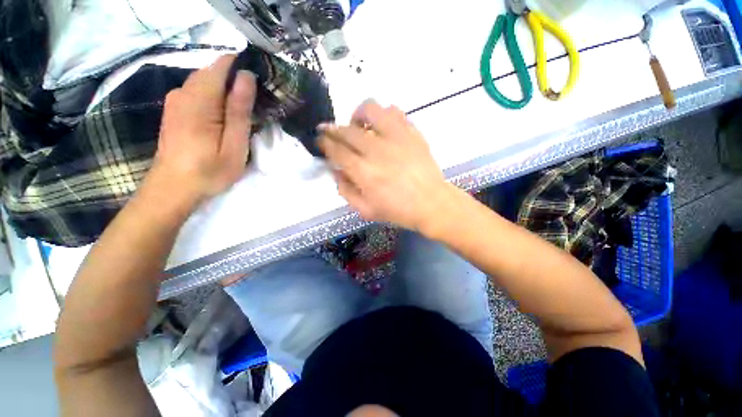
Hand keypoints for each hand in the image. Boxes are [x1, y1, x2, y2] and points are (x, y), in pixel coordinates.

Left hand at [146, 55, 256, 209]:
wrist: (173, 188)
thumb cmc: (209, 170)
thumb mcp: (233, 144)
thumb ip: (239, 109)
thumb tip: (247, 76)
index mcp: (200, 99)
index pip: (223, 64)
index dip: (244, 67)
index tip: (263, 83)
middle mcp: (183, 91)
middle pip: (214, 72)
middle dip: (238, 81)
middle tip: (258, 104)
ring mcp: (176, 99)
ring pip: (207, 82)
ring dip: (228, 92)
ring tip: (246, 113)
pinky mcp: (175, 108)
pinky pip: (199, 92)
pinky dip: (216, 98)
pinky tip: (226, 117)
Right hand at [319, 100, 454, 234]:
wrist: (431, 203)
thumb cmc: (398, 210)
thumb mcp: (365, 210)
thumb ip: (345, 190)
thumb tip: (336, 171)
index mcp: (364, 172)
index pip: (336, 150)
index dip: (324, 142)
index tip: (320, 139)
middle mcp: (377, 150)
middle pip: (347, 130)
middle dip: (333, 129)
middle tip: (332, 133)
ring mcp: (396, 138)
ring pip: (370, 109)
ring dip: (358, 115)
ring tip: (358, 126)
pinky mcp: (411, 132)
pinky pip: (394, 111)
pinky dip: (383, 115)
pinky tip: (382, 127)